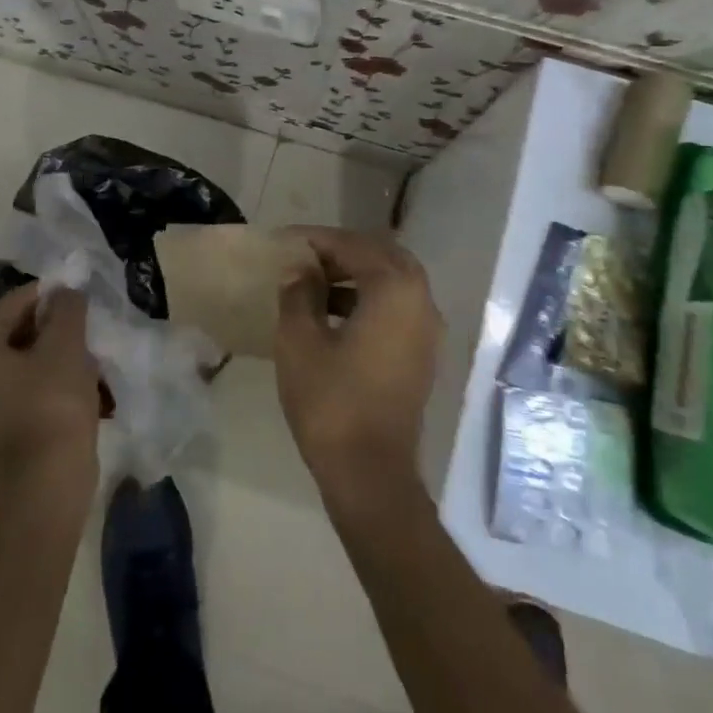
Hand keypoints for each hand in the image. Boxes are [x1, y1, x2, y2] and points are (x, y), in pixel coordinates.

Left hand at [0, 283, 99, 487]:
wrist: (47, 479)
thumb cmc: (53, 403)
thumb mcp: (66, 344)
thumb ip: (66, 307)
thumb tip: (65, 292)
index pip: (13, 303)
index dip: (50, 295)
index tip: (80, 296)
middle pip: (12, 332)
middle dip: (50, 326)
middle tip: (85, 326)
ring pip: (19, 360)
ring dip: (51, 353)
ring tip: (85, 354)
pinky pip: (20, 387)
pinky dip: (45, 379)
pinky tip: (76, 383)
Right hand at [274, 227, 443, 495]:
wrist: (370, 473)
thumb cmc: (331, 402)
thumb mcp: (299, 341)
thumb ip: (298, 293)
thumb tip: (300, 269)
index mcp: (395, 289)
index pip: (354, 246)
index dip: (317, 239)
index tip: (285, 240)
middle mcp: (421, 301)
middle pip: (382, 257)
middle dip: (342, 252)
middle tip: (305, 256)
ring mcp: (427, 330)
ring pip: (393, 283)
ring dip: (356, 275)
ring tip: (313, 283)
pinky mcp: (422, 354)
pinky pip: (397, 308)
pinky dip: (369, 299)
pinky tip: (333, 315)